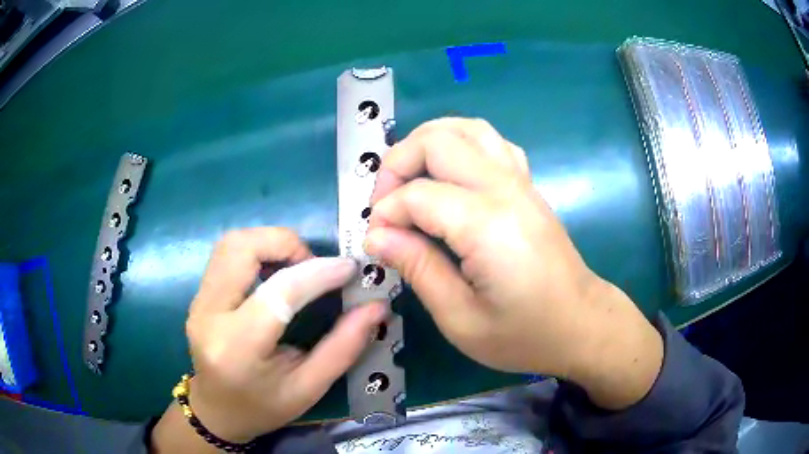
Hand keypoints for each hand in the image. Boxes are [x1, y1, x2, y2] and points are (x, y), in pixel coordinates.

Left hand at [153, 228, 384, 449]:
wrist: (217, 412)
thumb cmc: (264, 408)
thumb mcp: (309, 388)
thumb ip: (343, 347)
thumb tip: (376, 307)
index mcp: (238, 347)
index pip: (279, 291)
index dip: (318, 273)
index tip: (349, 269)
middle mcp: (209, 315)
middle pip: (242, 248)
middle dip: (286, 243)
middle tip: (315, 266)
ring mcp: (198, 301)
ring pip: (232, 244)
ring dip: (270, 243)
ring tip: (297, 266)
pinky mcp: (198, 295)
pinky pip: (226, 255)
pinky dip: (257, 251)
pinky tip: (275, 273)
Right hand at [365, 118, 662, 409]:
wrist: (580, 324)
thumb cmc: (524, 334)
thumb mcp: (461, 319)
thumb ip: (418, 269)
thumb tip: (376, 236)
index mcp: (487, 225)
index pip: (417, 195)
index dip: (385, 214)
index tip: (375, 243)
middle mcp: (504, 189)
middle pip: (438, 141)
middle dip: (397, 164)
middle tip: (385, 205)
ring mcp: (520, 181)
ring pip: (466, 128)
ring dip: (427, 143)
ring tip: (408, 179)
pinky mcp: (527, 184)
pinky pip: (490, 141)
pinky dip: (459, 144)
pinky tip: (449, 174)